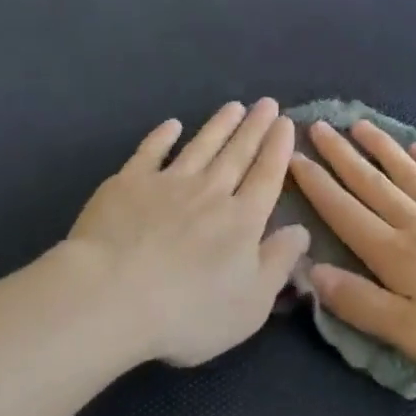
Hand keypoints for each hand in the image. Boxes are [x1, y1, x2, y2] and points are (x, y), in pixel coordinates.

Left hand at [64, 99, 309, 367]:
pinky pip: (151, 151)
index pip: (266, 176)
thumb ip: (278, 264)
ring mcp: (167, 183)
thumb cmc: (188, 312)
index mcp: (241, 220)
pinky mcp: (129, 183)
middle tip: (267, 103)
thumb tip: (302, 231)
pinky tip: (172, 125)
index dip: (278, 149)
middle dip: (255, 127)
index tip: (286, 122)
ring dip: (219, 125)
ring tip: (234, 106)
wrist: (113, 294)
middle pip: (237, 153)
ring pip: (201, 146)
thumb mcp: (250, 304)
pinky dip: (163, 136)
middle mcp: (209, 192)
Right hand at [290, 120, 415, 391]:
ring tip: (359, 126)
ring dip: (381, 149)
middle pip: (372, 183)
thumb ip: (363, 304)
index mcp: (398, 255)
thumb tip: (312, 272)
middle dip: (341, 156)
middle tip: (317, 126)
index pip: (346, 212)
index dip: (317, 185)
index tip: (294, 156)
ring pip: (409, 174)